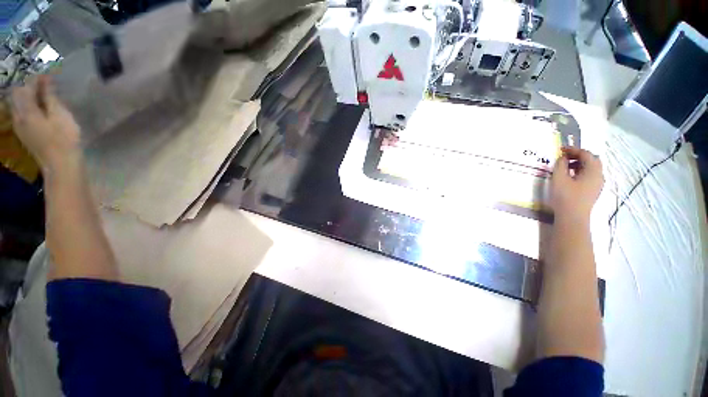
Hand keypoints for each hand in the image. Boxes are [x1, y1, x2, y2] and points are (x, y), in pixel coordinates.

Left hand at [11, 76, 80, 172]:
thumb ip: (50, 97)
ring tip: (40, 91)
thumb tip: (45, 80)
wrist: (60, 165)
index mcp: (26, 110)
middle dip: (27, 85)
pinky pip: (20, 112)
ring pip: (17, 103)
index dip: (36, 77)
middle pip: (17, 94)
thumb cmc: (64, 139)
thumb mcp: (60, 115)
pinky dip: (26, 104)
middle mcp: (18, 115)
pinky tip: (36, 105)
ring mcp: (19, 126)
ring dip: (26, 95)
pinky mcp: (24, 132)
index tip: (47, 72)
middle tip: (42, 81)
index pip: (26, 86)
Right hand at [550, 147, 603, 221]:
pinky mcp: (593, 190)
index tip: (560, 149)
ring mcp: (597, 184)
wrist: (572, 217)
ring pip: (591, 168)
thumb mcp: (559, 178)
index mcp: (593, 170)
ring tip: (566, 166)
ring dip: (579, 163)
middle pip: (592, 159)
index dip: (573, 149)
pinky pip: (589, 175)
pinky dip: (581, 171)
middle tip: (564, 156)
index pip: (586, 154)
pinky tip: (570, 176)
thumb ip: (560, 165)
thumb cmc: (565, 196)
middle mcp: (599, 175)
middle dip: (579, 155)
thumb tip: (563, 158)